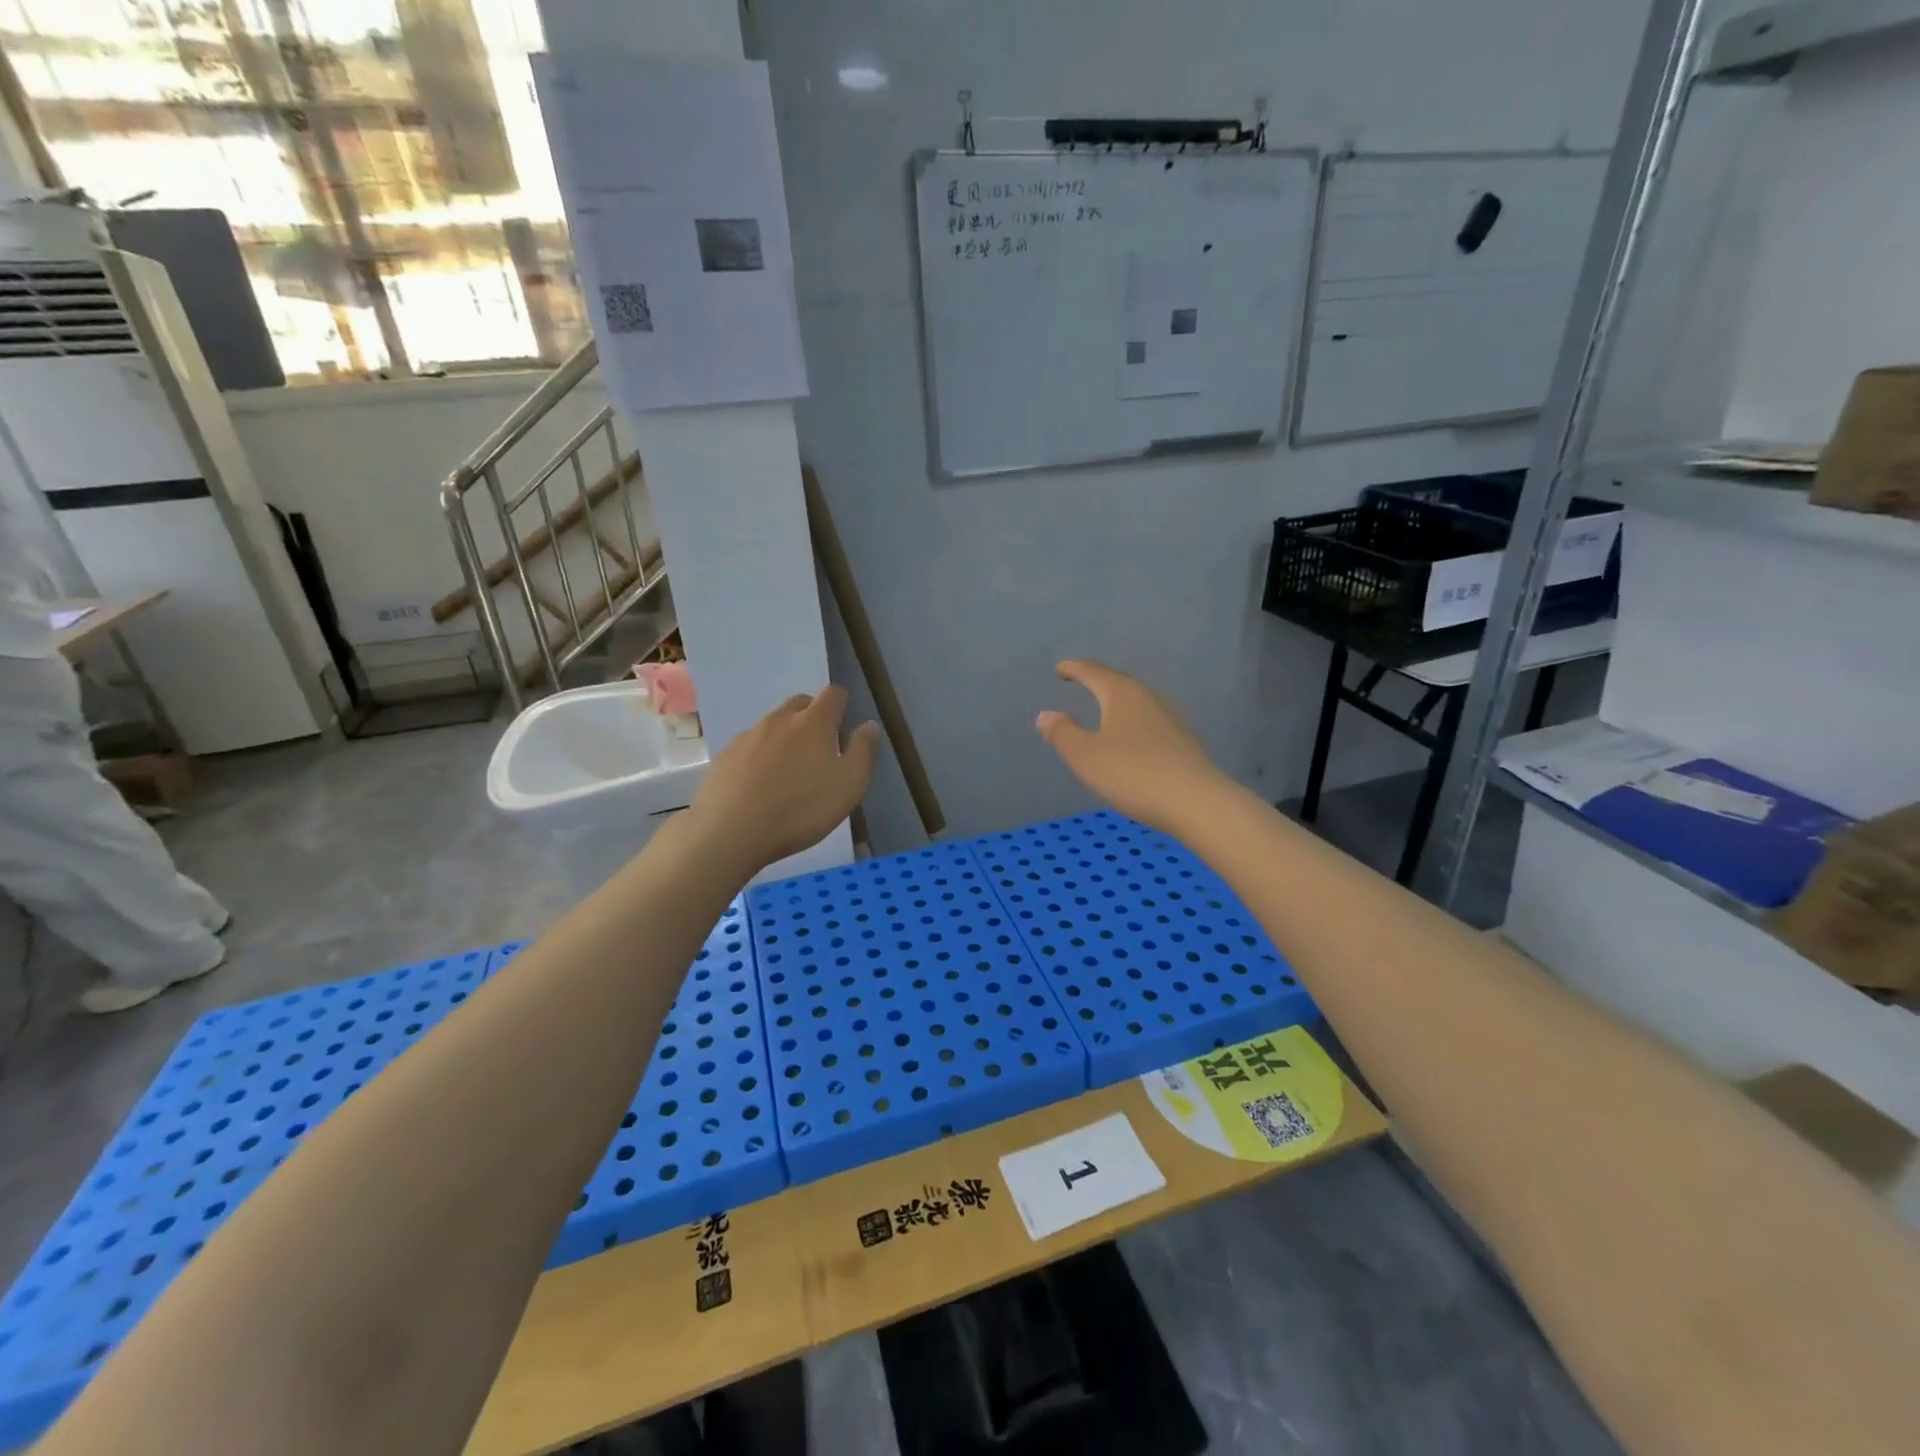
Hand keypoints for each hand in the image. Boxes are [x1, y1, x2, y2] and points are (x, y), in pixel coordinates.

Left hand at [689, 686, 880, 871]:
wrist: (730, 831)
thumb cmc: (800, 809)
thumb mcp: (849, 786)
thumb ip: (862, 752)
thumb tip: (869, 725)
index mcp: (814, 723)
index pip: (832, 694)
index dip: (841, 705)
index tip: (843, 728)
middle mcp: (779, 720)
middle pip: (800, 703)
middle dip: (812, 717)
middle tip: (818, 750)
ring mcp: (748, 736)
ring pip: (772, 725)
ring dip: (785, 737)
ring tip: (788, 773)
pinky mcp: (724, 756)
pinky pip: (749, 746)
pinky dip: (759, 757)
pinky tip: (759, 786)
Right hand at [1036, 659, 1225, 831]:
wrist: (1196, 802)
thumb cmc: (1132, 774)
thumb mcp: (1085, 756)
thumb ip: (1063, 733)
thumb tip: (1046, 714)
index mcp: (1122, 694)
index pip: (1094, 672)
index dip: (1075, 669)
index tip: (1061, 668)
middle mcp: (1149, 698)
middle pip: (1119, 683)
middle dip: (1099, 681)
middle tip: (1082, 682)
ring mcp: (1171, 719)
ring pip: (1138, 702)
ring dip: (1119, 703)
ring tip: (1105, 709)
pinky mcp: (1184, 742)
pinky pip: (1151, 723)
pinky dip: (1135, 723)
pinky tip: (1133, 738)